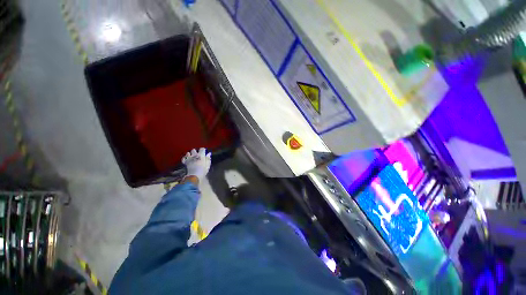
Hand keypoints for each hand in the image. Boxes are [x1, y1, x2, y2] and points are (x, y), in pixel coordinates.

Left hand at [182, 148, 210, 180]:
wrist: (195, 175)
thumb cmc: (203, 170)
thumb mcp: (208, 164)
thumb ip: (208, 158)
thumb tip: (209, 153)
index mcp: (201, 155)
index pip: (202, 149)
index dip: (203, 149)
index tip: (204, 151)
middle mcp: (194, 155)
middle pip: (193, 150)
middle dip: (195, 151)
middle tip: (197, 154)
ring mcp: (189, 158)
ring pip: (188, 153)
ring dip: (189, 154)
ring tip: (191, 156)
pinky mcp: (185, 162)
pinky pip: (183, 158)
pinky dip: (185, 158)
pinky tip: (186, 159)